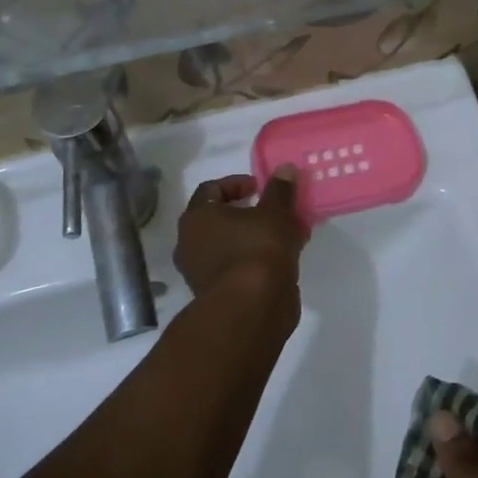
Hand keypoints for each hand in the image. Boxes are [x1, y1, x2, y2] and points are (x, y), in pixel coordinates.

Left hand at [173, 165, 306, 310]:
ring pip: (231, 245)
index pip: (210, 189)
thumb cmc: (258, 249)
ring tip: (288, 236)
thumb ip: (280, 190)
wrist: (251, 309)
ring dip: (256, 238)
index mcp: (196, 217)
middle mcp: (190, 243)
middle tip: (276, 212)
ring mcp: (200, 272)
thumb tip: (285, 168)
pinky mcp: (217, 295)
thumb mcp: (275, 212)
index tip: (261, 187)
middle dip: (251, 213)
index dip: (237, 183)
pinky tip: (285, 260)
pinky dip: (257, 260)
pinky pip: (237, 267)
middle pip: (220, 219)